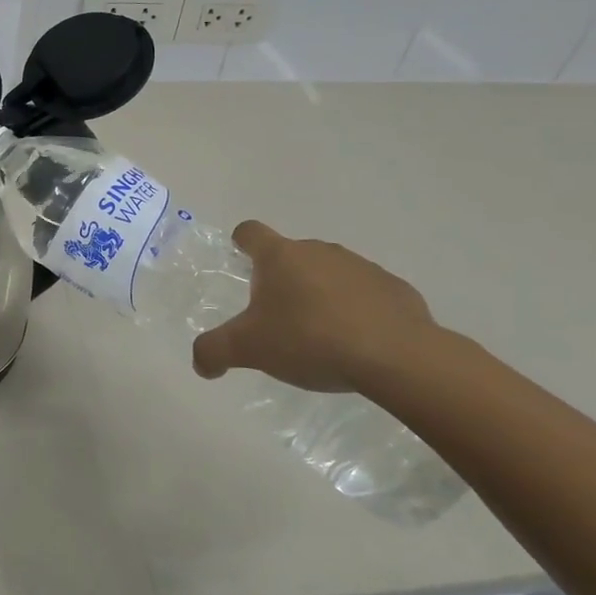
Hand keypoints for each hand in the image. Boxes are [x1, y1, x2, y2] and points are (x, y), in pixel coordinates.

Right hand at [192, 221, 439, 393]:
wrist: (396, 356)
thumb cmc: (309, 339)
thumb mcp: (249, 350)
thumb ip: (215, 351)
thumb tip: (200, 363)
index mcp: (280, 256)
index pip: (251, 232)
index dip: (241, 242)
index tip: (240, 258)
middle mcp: (318, 251)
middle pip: (291, 255)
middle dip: (283, 280)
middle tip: (278, 317)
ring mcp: (360, 266)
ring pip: (330, 273)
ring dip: (321, 294)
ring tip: (321, 334)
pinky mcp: (394, 288)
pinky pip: (367, 294)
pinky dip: (358, 310)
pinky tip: (359, 342)